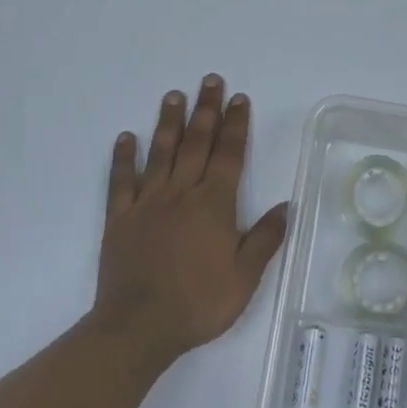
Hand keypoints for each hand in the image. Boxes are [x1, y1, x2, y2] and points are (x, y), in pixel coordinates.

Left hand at [90, 76, 289, 366]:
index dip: (236, 124)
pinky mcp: (119, 218)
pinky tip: (126, 137)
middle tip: (209, 80)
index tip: (239, 98)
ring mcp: (147, 203)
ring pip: (160, 153)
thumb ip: (265, 238)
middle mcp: (181, 193)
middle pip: (196, 143)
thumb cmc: (198, 303)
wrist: (139, 327)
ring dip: (169, 122)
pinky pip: (121, 181)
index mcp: (213, 204)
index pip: (229, 155)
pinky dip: (123, 157)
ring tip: (174, 95)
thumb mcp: (245, 278)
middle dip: (206, 110)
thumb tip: (287, 205)